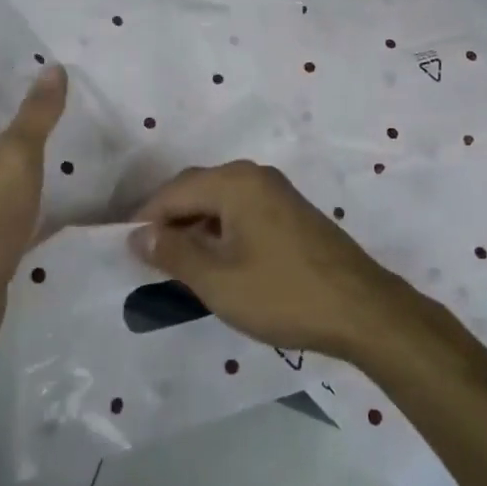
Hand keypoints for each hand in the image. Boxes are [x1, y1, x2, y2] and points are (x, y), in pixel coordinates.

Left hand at [0, 64, 67, 338]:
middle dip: (34, 140)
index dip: (23, 103)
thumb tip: (54, 67)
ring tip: (78, 162)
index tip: (61, 98)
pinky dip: (37, 208)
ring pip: (9, 182)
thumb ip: (37, 113)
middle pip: (0, 148)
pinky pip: (16, 214)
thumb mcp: (17, 154)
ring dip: (36, 175)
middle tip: (78, 126)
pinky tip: (67, 204)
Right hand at [128, 161, 401, 357]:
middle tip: (148, 259)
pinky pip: (242, 210)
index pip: (174, 192)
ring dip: (196, 226)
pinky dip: (221, 230)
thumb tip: (136, 235)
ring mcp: (277, 191)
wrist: (362, 309)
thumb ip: (173, 253)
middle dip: (169, 220)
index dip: (145, 219)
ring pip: (220, 200)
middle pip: (197, 189)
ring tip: (178, 264)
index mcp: (235, 182)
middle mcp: (255, 175)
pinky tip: (217, 261)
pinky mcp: (292, 211)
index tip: (124, 250)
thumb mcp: (218, 281)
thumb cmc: (283, 294)